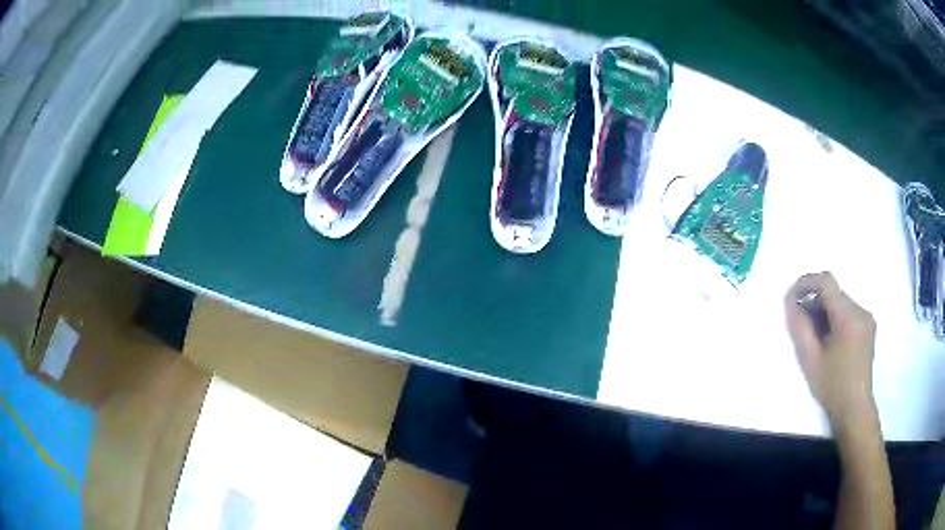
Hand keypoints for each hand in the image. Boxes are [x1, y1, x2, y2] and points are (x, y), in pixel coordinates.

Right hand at [784, 272, 877, 433]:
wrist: (855, 408)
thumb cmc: (832, 386)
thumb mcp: (810, 360)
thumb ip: (800, 328)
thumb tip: (791, 302)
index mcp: (848, 316)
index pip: (826, 281)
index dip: (806, 282)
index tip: (792, 296)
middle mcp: (860, 310)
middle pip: (834, 292)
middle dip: (814, 301)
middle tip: (800, 322)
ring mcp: (866, 318)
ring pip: (840, 302)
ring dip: (824, 311)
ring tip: (814, 335)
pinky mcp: (868, 326)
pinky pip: (848, 311)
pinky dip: (834, 318)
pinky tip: (828, 339)